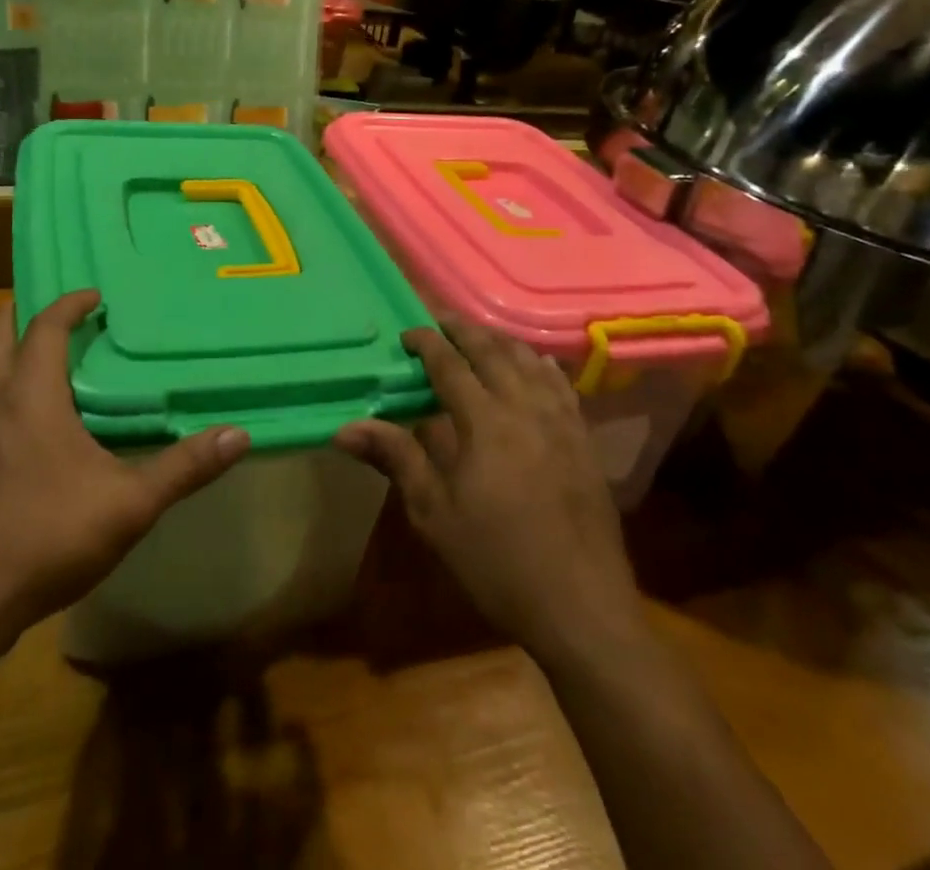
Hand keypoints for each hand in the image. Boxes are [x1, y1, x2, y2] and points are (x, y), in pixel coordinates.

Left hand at [0, 290, 250, 636]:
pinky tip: (46, 422)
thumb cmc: (48, 534)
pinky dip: (15, 389)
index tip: (97, 295)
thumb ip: (184, 467)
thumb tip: (238, 435)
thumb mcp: (130, 503)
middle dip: (24, 312)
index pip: (45, 327)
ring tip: (60, 358)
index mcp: (31, 396)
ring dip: (18, 352)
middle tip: (62, 309)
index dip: (69, 303)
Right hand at [335, 320, 645, 664]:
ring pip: (529, 361)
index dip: (426, 342)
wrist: (581, 607)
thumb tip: (345, 428)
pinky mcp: (584, 440)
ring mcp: (561, 422)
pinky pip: (561, 385)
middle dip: (463, 330)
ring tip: (479, 336)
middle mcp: (525, 408)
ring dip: (500, 341)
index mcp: (485, 422)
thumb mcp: (435, 514)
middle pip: (492, 351)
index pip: (450, 364)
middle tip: (439, 321)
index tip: (406, 334)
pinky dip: (540, 365)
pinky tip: (535, 365)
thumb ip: (396, 458)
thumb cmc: (496, 562)